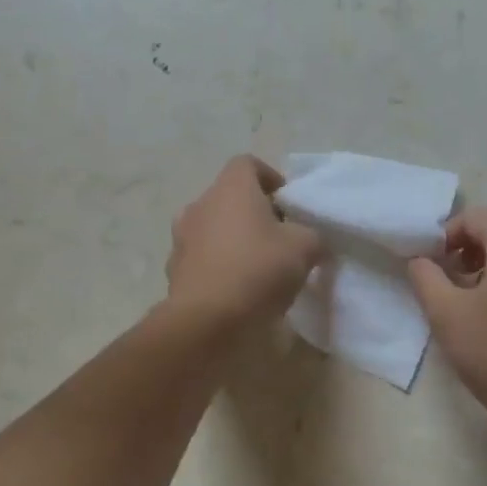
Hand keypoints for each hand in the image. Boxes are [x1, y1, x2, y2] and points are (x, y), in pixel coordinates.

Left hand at [166, 157, 324, 326]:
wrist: (206, 321)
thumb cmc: (257, 270)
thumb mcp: (305, 248)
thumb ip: (311, 235)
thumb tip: (308, 239)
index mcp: (230, 188)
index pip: (247, 164)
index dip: (271, 179)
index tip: (289, 205)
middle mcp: (200, 204)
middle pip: (230, 197)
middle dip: (254, 213)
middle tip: (280, 238)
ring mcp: (181, 238)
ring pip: (213, 228)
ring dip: (233, 240)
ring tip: (258, 267)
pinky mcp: (174, 270)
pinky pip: (202, 258)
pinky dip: (218, 266)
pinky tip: (237, 290)